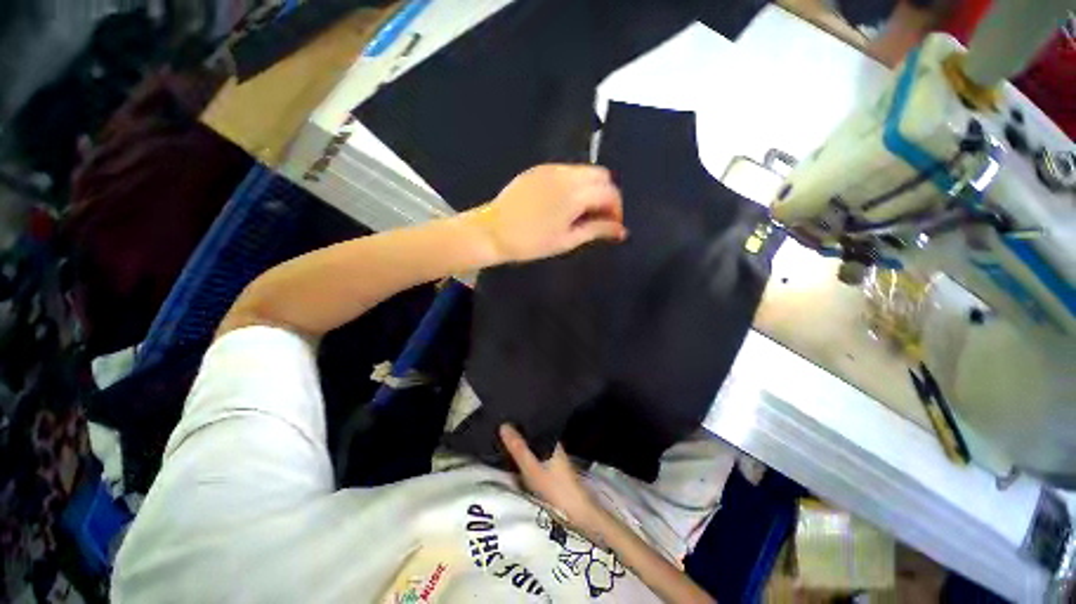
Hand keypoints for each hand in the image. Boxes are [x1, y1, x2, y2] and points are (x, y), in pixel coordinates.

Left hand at [469, 164, 626, 262]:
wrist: (492, 231)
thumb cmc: (530, 242)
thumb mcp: (566, 241)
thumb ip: (597, 231)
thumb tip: (621, 231)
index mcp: (575, 193)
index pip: (610, 192)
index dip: (616, 209)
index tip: (612, 226)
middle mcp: (566, 174)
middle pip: (602, 175)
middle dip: (607, 196)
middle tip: (598, 219)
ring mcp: (551, 168)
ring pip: (585, 171)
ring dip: (592, 189)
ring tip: (581, 213)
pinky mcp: (539, 169)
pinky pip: (567, 171)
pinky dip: (575, 184)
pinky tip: (564, 203)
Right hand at [499, 424, 601, 529]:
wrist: (578, 514)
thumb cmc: (555, 488)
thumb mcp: (532, 468)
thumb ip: (518, 448)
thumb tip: (503, 425)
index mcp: (551, 441)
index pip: (534, 425)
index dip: (520, 422)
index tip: (504, 419)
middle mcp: (554, 447)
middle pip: (533, 438)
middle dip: (519, 436)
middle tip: (500, 432)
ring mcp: (554, 460)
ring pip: (534, 449)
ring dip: (522, 448)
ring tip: (505, 444)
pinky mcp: (553, 473)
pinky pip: (536, 459)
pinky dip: (527, 458)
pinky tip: (518, 462)